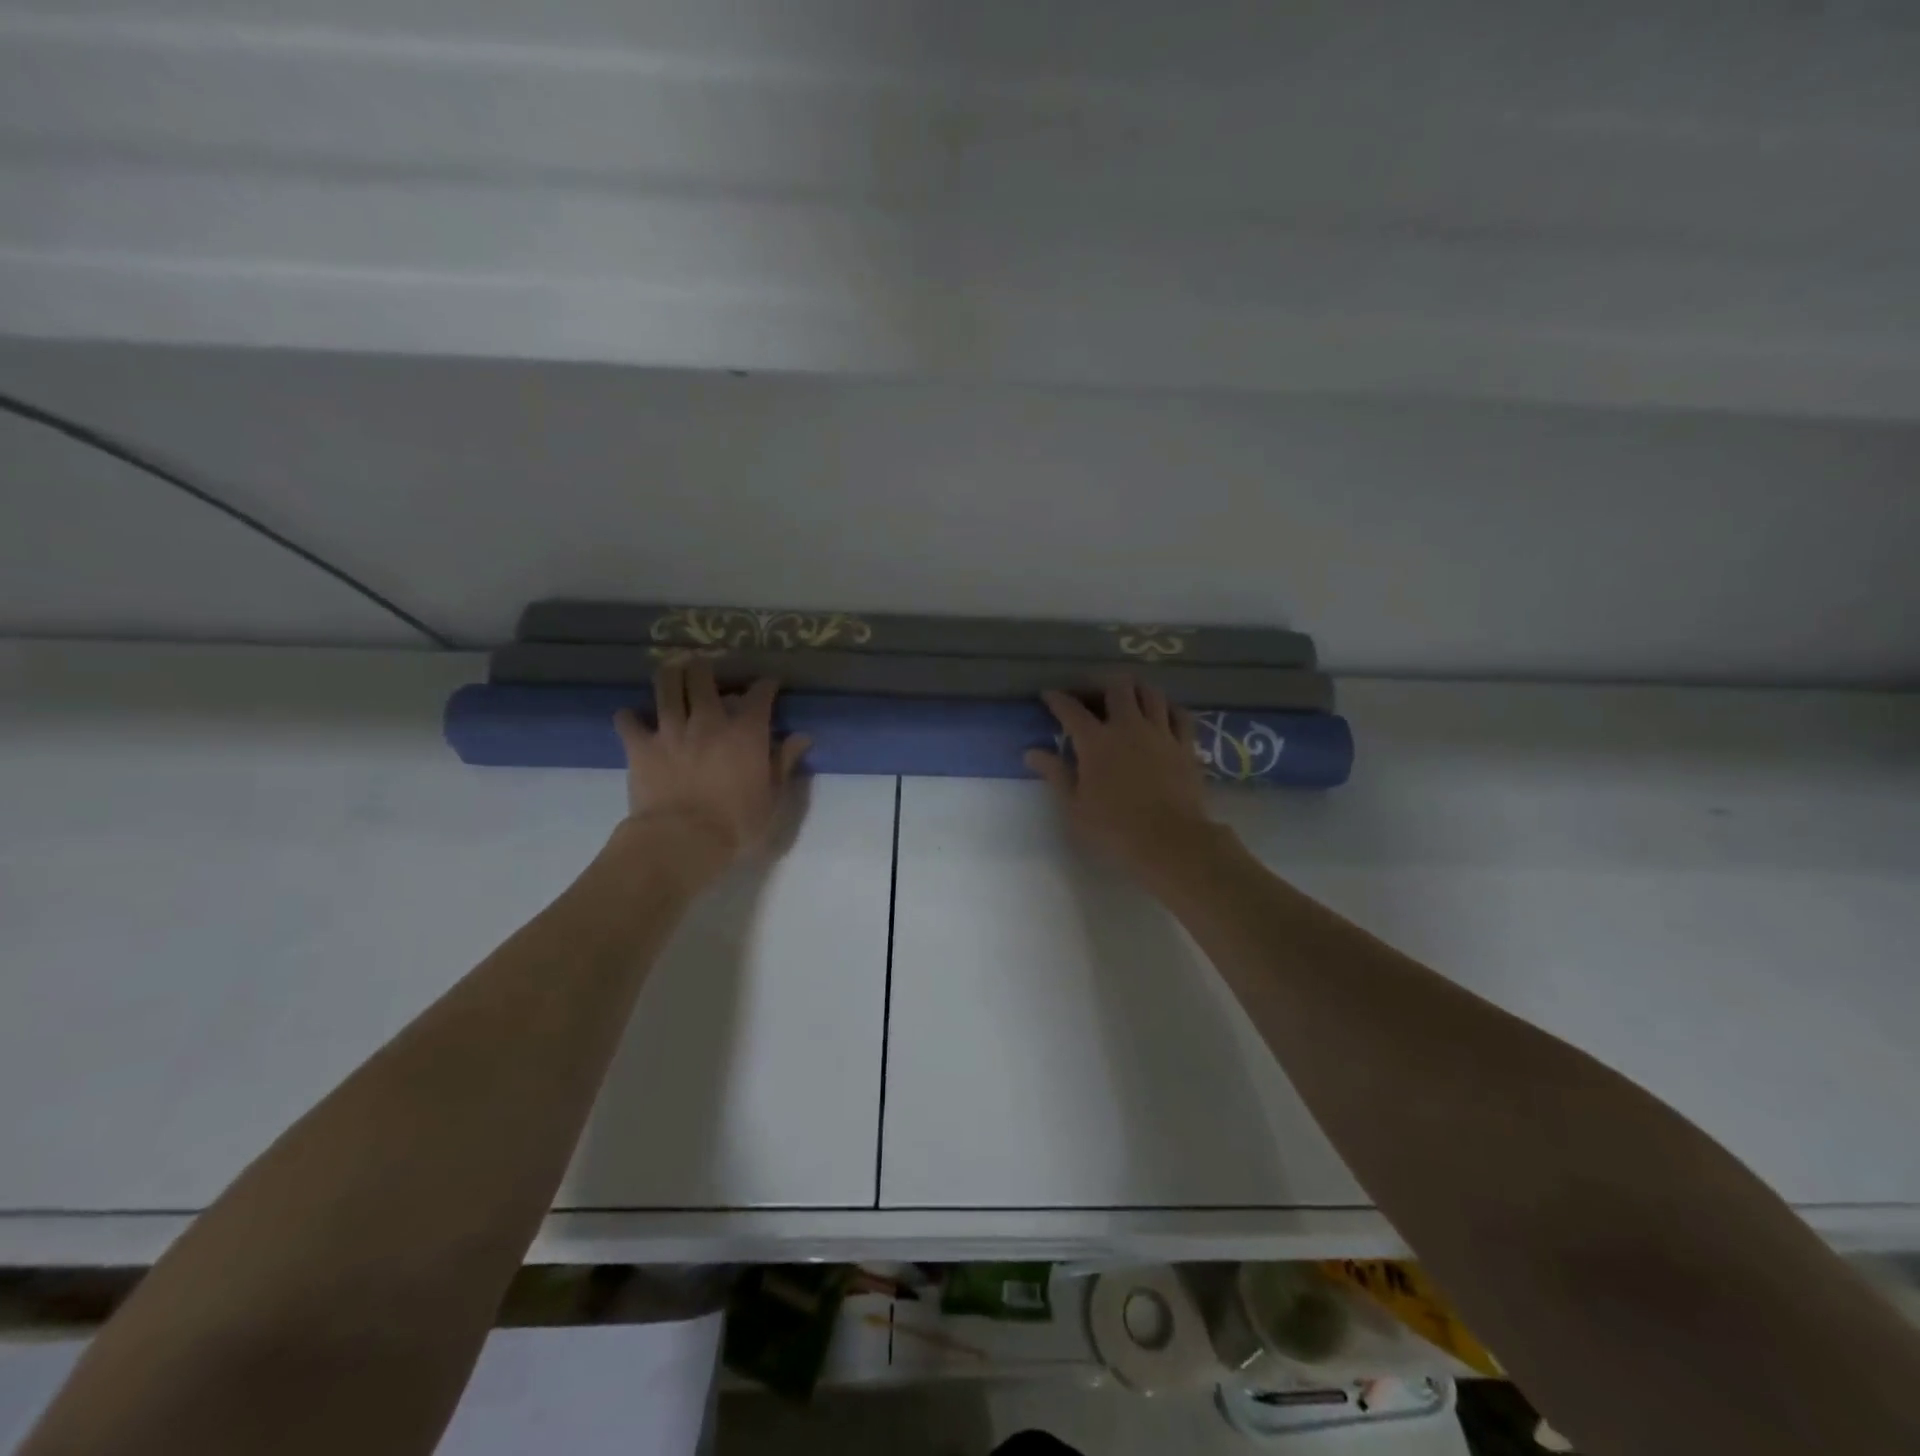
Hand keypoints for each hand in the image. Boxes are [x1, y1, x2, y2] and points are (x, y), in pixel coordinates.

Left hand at [612, 662, 810, 877]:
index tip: (768, 684)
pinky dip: (630, 717)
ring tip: (673, 676)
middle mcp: (708, 720)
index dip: (765, 684)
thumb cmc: (736, 824)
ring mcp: (670, 730)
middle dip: (706, 668)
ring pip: (666, 685)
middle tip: (707, 673)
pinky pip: (628, 720)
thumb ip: (784, 762)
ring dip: (670, 676)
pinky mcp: (640, 746)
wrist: (682, 840)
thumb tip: (802, 737)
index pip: (759, 693)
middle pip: (703, 675)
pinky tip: (633, 718)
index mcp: (745, 732)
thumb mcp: (772, 798)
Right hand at [1025, 676, 1215, 883]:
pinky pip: (1180, 714)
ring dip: (1135, 690)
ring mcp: (1160, 733)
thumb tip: (1032, 752)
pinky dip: (1167, 708)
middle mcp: (1128, 727)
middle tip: (1090, 695)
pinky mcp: (1185, 745)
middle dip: (1100, 684)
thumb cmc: (1114, 829)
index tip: (1048, 695)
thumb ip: (1055, 774)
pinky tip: (1162, 713)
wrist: (1170, 841)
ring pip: (1150, 692)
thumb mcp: (1074, 806)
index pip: (1071, 709)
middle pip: (1116, 687)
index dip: (1057, 698)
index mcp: (1095, 741)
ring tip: (1126, 697)